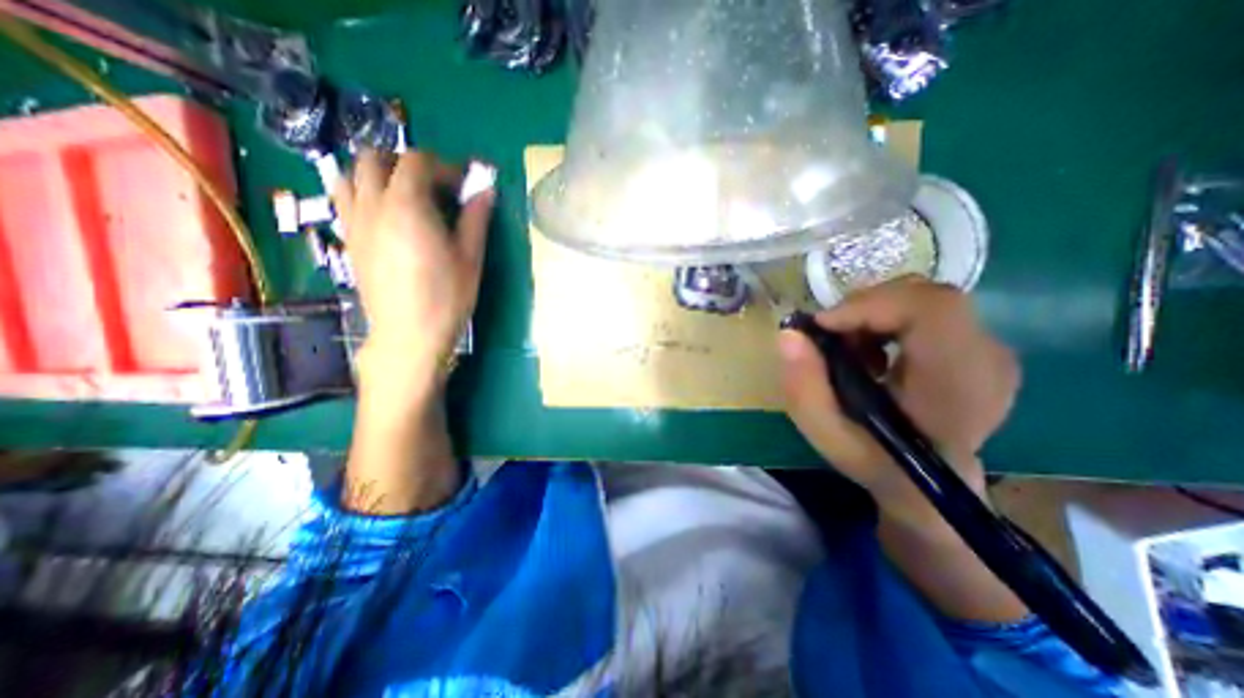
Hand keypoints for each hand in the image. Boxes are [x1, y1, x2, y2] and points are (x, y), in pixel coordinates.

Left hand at [339, 146, 498, 395]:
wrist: (409, 334)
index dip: (444, 167)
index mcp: (407, 207)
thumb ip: (476, 218)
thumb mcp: (471, 259)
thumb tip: (486, 189)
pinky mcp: (348, 240)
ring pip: (351, 175)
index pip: (417, 162)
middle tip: (434, 187)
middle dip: (407, 163)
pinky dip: (364, 193)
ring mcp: (354, 222)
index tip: (463, 186)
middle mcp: (373, 206)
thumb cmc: (447, 297)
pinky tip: (388, 217)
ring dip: (378, 174)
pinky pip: (345, 200)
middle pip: (375, 159)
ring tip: (406, 196)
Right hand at [776, 282, 1019, 514]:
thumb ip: (803, 388)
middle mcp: (988, 359)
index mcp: (958, 386)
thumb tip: (789, 334)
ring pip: (923, 298)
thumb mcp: (827, 435)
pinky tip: (873, 354)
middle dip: (863, 309)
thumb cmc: (878, 463)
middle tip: (831, 340)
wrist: (931, 488)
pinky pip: (928, 310)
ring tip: (851, 352)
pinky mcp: (981, 346)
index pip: (931, 309)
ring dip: (873, 315)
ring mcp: (992, 350)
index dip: (869, 305)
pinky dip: (888, 320)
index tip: (823, 326)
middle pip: (924, 296)